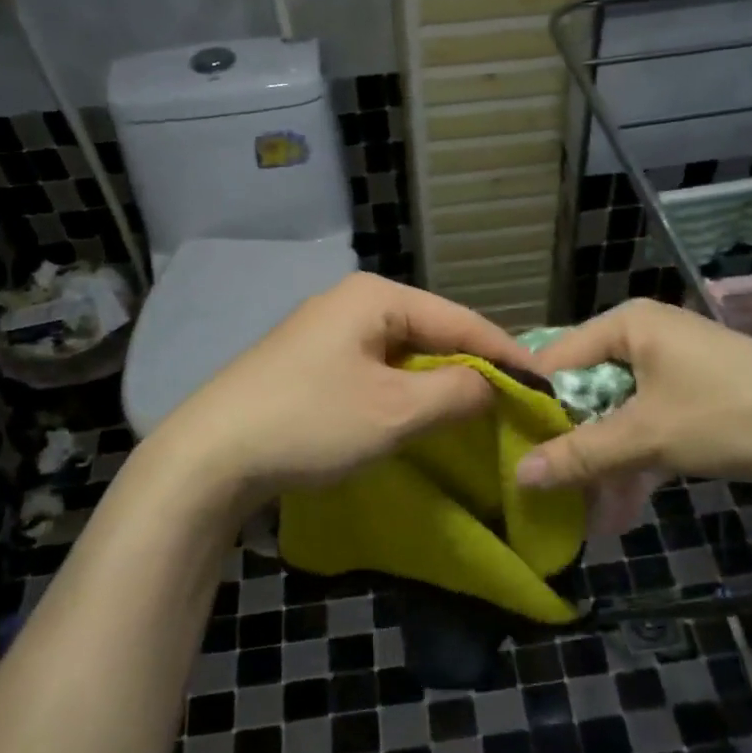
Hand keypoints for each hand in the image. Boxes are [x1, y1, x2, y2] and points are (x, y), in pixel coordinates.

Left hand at [140, 273, 523, 509]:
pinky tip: (418, 414)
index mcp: (375, 296)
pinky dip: (403, 391)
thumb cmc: (311, 422)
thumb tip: (493, 385)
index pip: (459, 318)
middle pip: (431, 331)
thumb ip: (458, 391)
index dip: (505, 352)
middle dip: (470, 367)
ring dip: (437, 382)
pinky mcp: (309, 361)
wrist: (209, 456)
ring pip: (403, 353)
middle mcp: (351, 301)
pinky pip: (375, 369)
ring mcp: (325, 330)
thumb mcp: (396, 410)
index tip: (543, 383)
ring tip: (474, 411)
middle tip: (511, 401)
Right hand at [514, 298, 751, 490]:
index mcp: (628, 324)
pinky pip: (649, 425)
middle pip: (587, 388)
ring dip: (603, 461)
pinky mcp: (696, 396)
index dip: (532, 403)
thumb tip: (518, 476)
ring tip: (584, 510)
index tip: (509, 446)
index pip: (556, 358)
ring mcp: (674, 366)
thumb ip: (580, 455)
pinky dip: (636, 461)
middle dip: (570, 442)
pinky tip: (622, 507)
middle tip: (546, 485)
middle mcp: (647, 336)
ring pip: (618, 413)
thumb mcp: (646, 436)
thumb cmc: (727, 414)